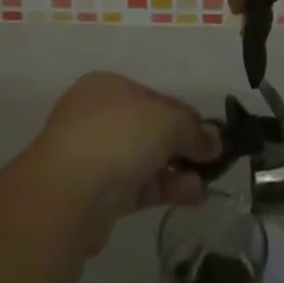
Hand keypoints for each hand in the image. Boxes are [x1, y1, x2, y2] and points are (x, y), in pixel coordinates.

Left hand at [29, 73, 220, 249]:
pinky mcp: (95, 194)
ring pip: (143, 160)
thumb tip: (215, 140)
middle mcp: (97, 116)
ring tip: (207, 185)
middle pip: (149, 129)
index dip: (185, 115)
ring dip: (176, 170)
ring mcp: (93, 156)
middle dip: (181, 145)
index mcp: (107, 86)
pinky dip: (163, 189)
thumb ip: (193, 130)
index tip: (211, 135)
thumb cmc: (119, 135)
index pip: (155, 97)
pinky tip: (191, 196)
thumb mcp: (167, 121)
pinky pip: (136, 186)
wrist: (68, 191)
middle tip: (212, 162)